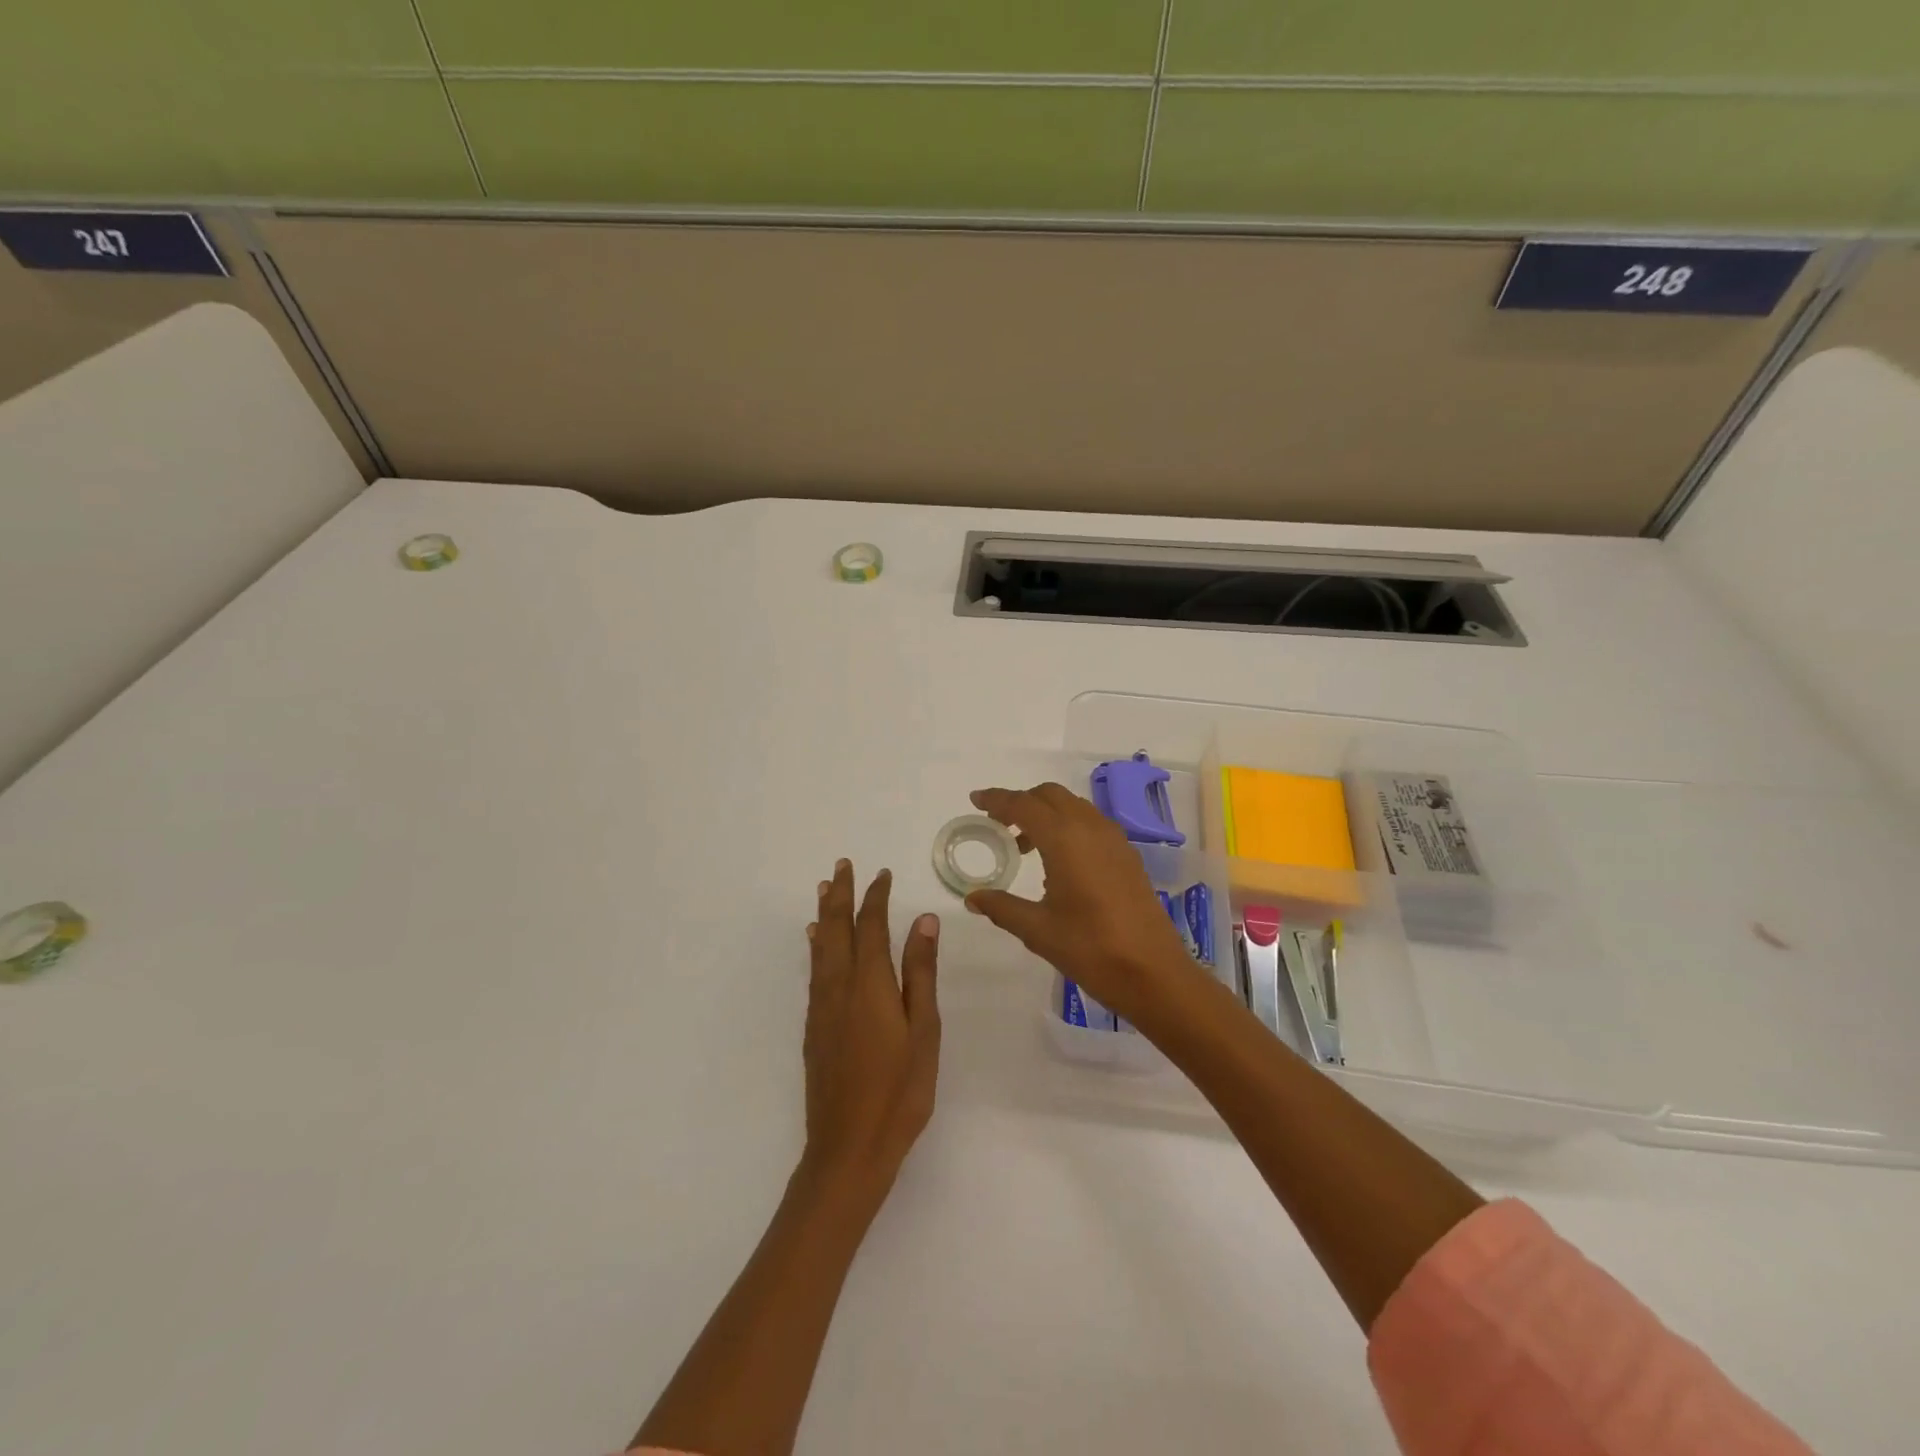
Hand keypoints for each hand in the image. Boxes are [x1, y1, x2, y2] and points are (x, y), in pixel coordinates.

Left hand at [801, 861, 940, 1209]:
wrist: (848, 1147)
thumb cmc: (899, 1090)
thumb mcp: (923, 1030)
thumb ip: (920, 973)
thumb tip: (923, 920)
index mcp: (870, 984)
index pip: (871, 926)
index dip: (875, 896)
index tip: (881, 873)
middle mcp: (839, 986)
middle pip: (836, 928)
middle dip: (840, 894)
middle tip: (842, 865)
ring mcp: (822, 1007)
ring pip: (820, 946)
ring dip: (823, 913)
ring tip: (824, 888)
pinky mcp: (814, 1027)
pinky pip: (814, 969)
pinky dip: (815, 945)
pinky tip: (815, 941)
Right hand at [964, 784, 1202, 1026]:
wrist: (1153, 973)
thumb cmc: (1090, 949)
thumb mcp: (1037, 930)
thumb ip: (1002, 907)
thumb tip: (973, 898)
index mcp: (1064, 839)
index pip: (1023, 805)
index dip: (997, 799)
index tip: (976, 800)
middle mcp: (1090, 828)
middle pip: (1050, 795)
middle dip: (1021, 802)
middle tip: (999, 825)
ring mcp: (1114, 839)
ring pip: (1073, 806)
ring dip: (1045, 813)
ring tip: (1024, 846)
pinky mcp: (1127, 854)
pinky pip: (1090, 822)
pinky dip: (1067, 825)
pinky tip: (1058, 860)